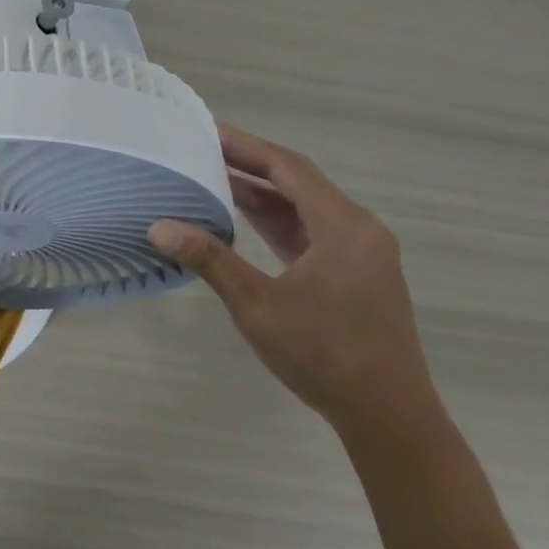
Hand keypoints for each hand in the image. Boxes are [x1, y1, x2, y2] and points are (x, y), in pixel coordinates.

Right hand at [150, 123, 441, 441]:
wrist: (390, 419)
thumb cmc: (325, 356)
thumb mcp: (258, 305)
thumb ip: (210, 259)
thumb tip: (158, 226)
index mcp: (344, 227)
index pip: (287, 168)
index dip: (245, 145)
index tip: (205, 128)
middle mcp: (358, 229)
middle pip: (297, 181)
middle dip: (248, 162)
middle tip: (200, 147)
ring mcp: (360, 252)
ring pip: (303, 206)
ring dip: (260, 191)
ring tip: (211, 174)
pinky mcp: (354, 272)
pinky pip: (309, 229)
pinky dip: (275, 219)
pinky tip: (242, 216)